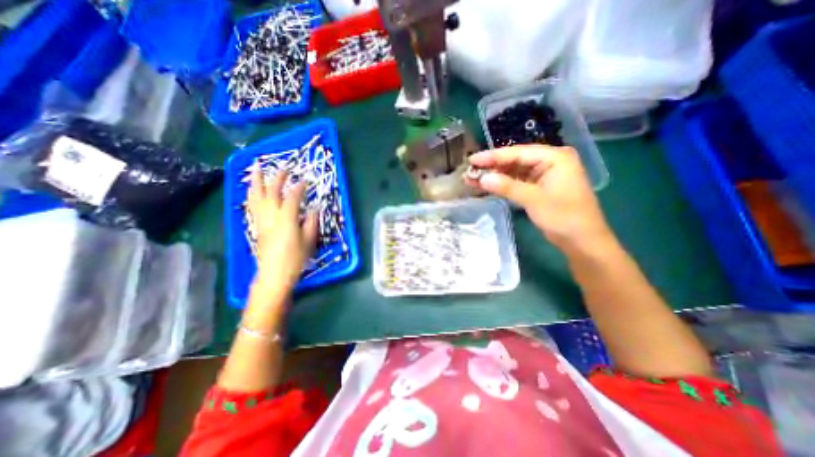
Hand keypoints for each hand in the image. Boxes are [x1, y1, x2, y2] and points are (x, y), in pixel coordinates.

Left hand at [246, 166, 315, 292]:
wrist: (274, 275)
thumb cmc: (295, 259)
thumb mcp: (308, 241)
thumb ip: (311, 222)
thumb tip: (313, 209)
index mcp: (286, 219)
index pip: (292, 197)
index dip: (299, 187)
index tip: (305, 180)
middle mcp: (271, 216)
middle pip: (272, 192)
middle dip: (277, 177)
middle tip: (284, 167)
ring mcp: (261, 220)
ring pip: (256, 196)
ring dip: (256, 180)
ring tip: (256, 167)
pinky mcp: (256, 226)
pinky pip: (252, 205)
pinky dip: (252, 194)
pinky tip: (252, 189)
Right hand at [465, 144, 610, 249]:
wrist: (582, 241)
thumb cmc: (564, 217)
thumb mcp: (534, 200)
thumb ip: (507, 187)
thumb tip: (482, 178)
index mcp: (554, 157)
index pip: (517, 153)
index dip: (493, 157)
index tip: (472, 159)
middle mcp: (549, 161)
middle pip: (514, 160)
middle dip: (492, 166)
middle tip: (470, 170)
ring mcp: (544, 174)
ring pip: (514, 171)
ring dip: (494, 175)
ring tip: (473, 179)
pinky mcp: (539, 186)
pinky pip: (517, 181)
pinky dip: (502, 184)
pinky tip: (487, 185)